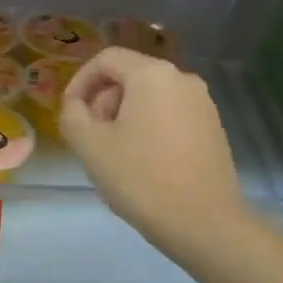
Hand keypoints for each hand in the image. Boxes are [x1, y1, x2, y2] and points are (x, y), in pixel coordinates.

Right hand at [59, 48, 248, 253]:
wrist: (204, 223)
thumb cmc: (141, 179)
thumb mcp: (91, 146)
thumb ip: (72, 115)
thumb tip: (75, 105)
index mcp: (152, 74)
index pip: (106, 59)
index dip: (79, 81)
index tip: (69, 113)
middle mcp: (183, 79)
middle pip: (129, 76)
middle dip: (103, 102)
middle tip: (91, 139)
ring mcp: (203, 104)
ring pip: (150, 98)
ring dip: (124, 118)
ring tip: (115, 155)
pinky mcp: (213, 129)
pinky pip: (170, 116)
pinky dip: (149, 129)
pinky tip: (143, 164)